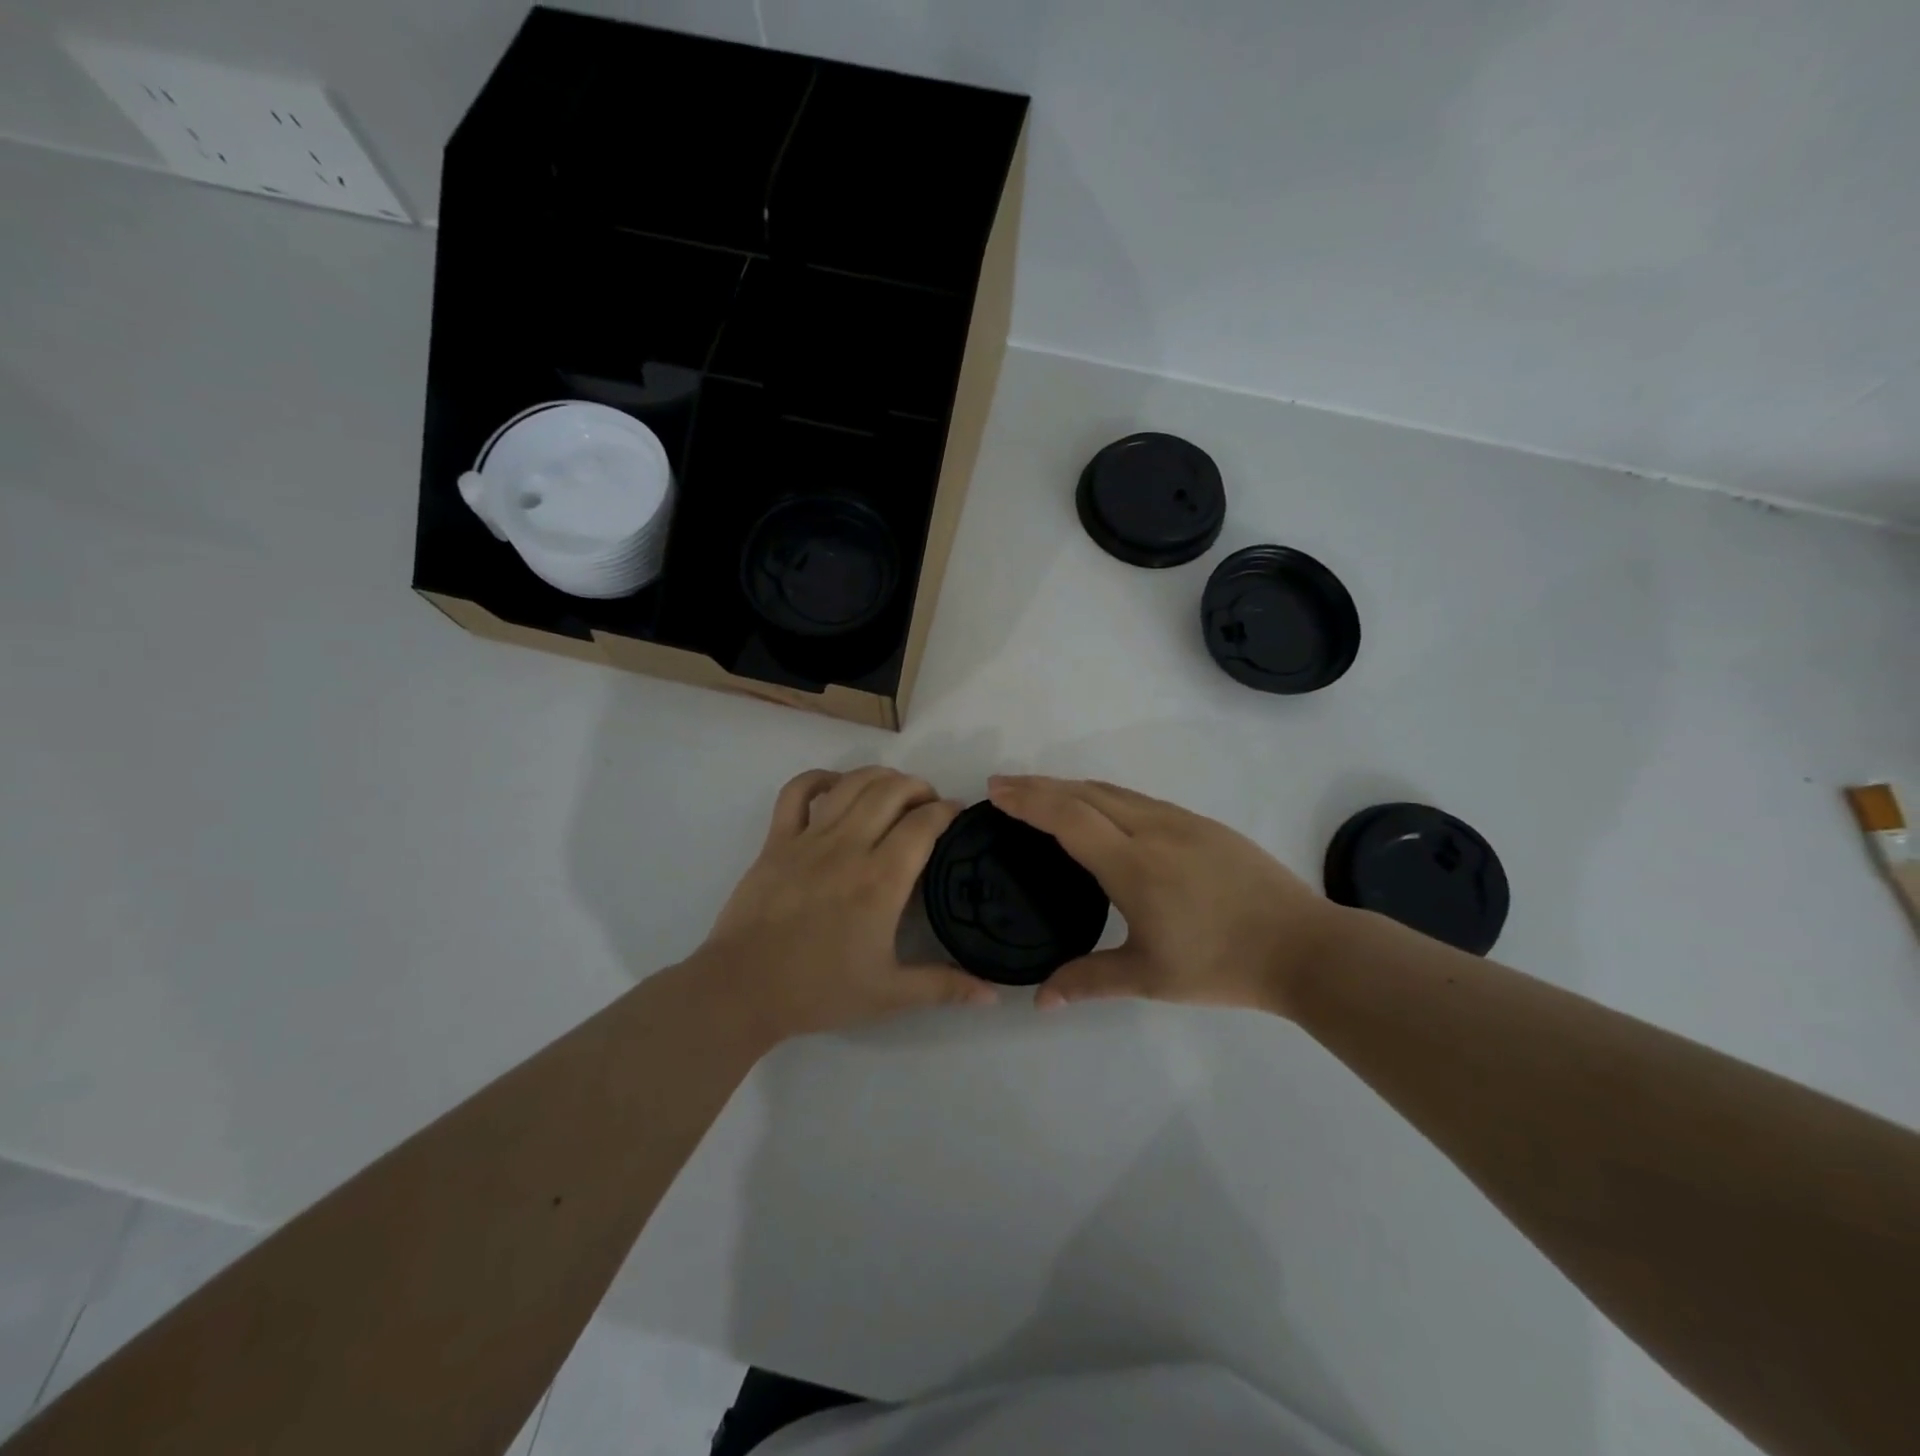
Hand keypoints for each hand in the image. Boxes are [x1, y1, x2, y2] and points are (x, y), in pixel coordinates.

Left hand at [696, 766, 998, 1041]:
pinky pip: (797, 791)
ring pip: (852, 784)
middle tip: (929, 803)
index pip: (924, 824)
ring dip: (880, 776)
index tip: (958, 814)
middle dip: (919, 787)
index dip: (947, 810)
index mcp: (881, 881)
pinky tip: (837, 785)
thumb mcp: (889, 994)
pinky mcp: (777, 840)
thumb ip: (944, 987)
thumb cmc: (819, 991)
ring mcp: (809, 838)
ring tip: (894, 789)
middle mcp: (849, 847)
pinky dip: (820, 778)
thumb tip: (995, 997)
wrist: (743, 990)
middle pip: (891, 791)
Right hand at [988, 774, 1343, 1015]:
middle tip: (1003, 787)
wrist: (1304, 946)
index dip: (1028, 800)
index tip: (994, 791)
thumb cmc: (1222, 964)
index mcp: (1133, 864)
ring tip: (1041, 793)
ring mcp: (1180, 821)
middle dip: (1039, 785)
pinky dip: (1102, 795)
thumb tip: (1039, 1001)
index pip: (1068, 817)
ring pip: (1112, 791)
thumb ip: (1088, 981)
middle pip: (1084, 793)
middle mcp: (1152, 829)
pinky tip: (1098, 810)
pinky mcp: (1201, 823)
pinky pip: (1137, 798)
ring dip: (1070, 786)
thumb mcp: (1149, 978)